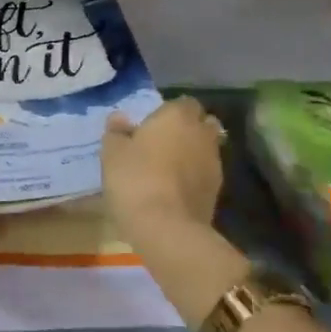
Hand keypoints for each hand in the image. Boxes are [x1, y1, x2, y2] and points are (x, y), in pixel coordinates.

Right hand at [102, 97, 225, 246]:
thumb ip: (116, 132)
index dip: (169, 112)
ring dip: (193, 154)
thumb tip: (120, 118)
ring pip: (206, 149)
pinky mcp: (218, 191)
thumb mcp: (112, 153)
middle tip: (164, 144)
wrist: (167, 228)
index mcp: (177, 116)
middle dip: (188, 130)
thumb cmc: (135, 179)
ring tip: (169, 170)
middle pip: (202, 124)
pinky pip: (205, 174)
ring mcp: (214, 163)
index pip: (183, 102)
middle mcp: (202, 133)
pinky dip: (195, 177)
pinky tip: (176, 189)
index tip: (152, 125)